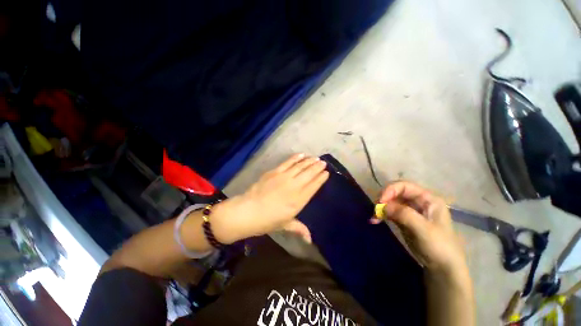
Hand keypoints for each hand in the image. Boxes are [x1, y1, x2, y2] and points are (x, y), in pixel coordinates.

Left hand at [212, 154, 328, 243]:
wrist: (248, 211)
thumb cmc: (267, 221)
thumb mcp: (284, 225)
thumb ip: (299, 229)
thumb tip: (310, 239)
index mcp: (298, 201)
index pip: (313, 187)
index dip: (321, 179)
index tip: (326, 173)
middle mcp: (294, 187)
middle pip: (309, 174)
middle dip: (317, 167)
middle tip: (323, 162)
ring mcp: (284, 177)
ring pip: (300, 167)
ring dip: (309, 161)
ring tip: (316, 158)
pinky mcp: (275, 172)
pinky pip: (288, 163)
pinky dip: (295, 158)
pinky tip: (301, 155)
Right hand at [372, 181, 466, 274]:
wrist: (442, 267)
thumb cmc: (439, 246)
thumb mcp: (423, 229)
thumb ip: (404, 214)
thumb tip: (382, 205)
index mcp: (427, 199)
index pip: (404, 186)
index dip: (390, 190)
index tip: (380, 201)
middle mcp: (418, 201)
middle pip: (395, 192)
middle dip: (383, 198)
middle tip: (375, 209)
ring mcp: (410, 210)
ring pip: (390, 202)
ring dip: (380, 207)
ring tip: (374, 217)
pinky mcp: (403, 219)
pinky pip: (389, 212)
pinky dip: (381, 214)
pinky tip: (375, 220)